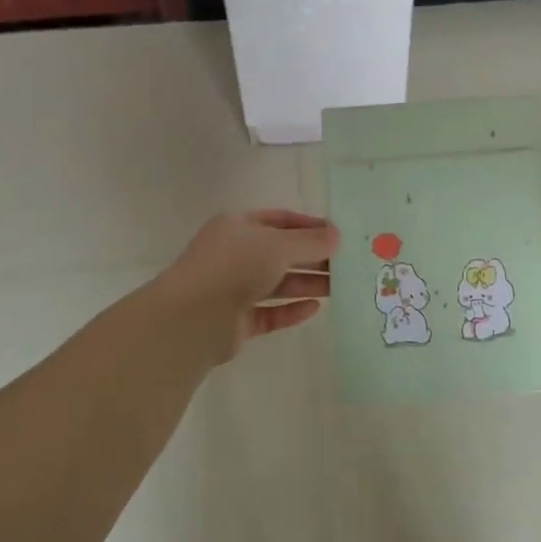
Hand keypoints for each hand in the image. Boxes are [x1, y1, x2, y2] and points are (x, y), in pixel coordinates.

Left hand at [149, 209, 336, 368]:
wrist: (193, 318)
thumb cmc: (235, 267)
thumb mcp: (279, 245)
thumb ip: (311, 241)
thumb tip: (337, 235)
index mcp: (238, 226)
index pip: (281, 220)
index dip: (311, 226)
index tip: (340, 236)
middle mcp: (235, 254)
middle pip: (281, 253)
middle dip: (313, 258)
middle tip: (347, 265)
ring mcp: (233, 288)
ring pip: (277, 283)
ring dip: (307, 284)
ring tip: (340, 288)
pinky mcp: (236, 321)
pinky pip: (269, 312)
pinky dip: (291, 310)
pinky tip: (315, 309)